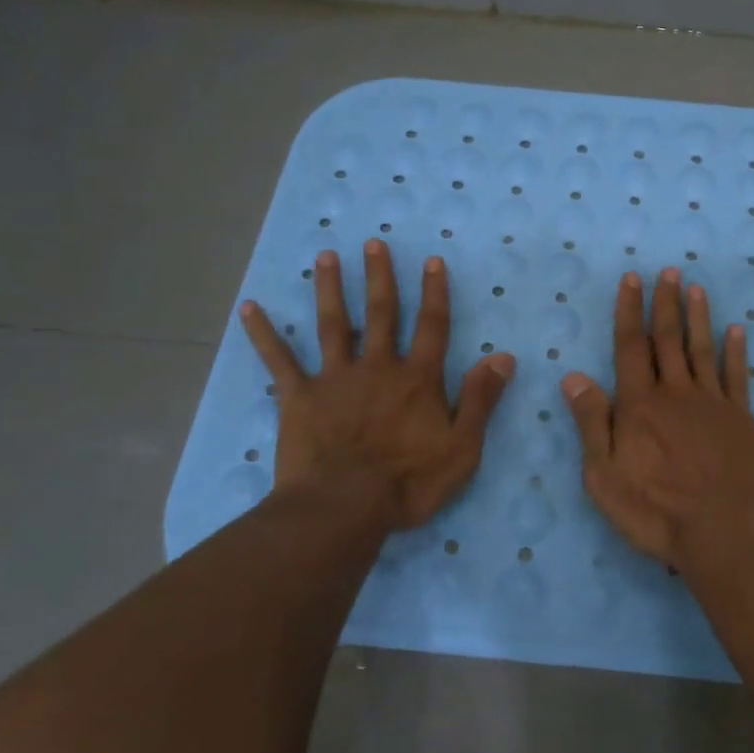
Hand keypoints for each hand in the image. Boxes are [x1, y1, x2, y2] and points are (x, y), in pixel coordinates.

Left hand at [240, 240, 514, 534]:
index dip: (434, 292)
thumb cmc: (408, 482)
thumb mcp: (462, 447)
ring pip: (333, 324)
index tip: (432, 260)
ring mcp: (335, 379)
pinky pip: (279, 360)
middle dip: (379, 277)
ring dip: (330, 288)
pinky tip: (249, 308)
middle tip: (373, 243)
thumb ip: (481, 399)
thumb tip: (504, 357)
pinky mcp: (298, 397)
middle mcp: (377, 367)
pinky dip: (264, 334)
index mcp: (418, 378)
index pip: (432, 326)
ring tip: (325, 256)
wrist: (343, 509)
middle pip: (380, 313)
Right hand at [561, 268, 753, 569]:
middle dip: (665, 302)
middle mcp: (676, 393)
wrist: (725, 534)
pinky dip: (736, 350)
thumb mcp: (605, 476)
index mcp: (639, 405)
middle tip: (668, 271)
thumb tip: (574, 376)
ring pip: (702, 349)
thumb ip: (592, 423)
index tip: (632, 279)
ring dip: (698, 316)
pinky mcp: (742, 419)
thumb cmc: (656, 511)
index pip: (630, 346)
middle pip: (667, 339)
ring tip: (695, 287)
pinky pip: (738, 375)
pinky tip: (736, 330)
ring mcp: (713, 403)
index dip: (629, 310)